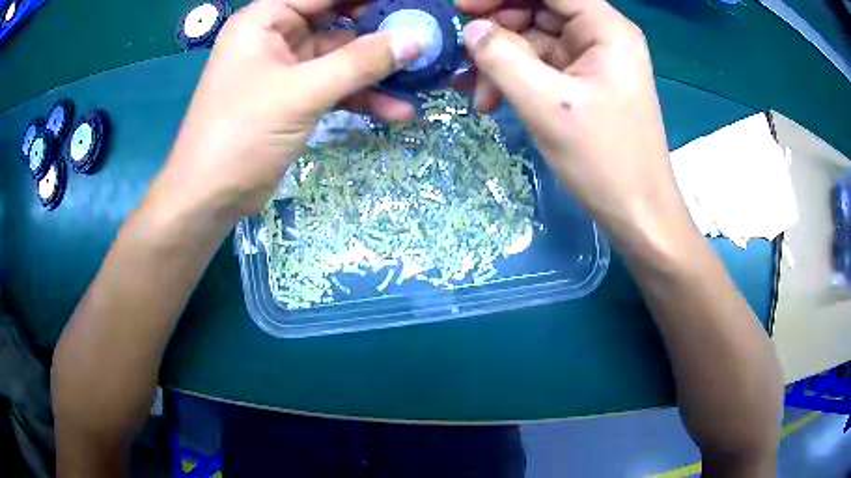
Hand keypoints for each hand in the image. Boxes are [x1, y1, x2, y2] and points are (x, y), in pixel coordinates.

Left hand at [150, 0, 422, 220]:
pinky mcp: (295, 98)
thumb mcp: (302, 92)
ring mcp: (287, 68)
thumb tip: (415, 40)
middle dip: (380, 30)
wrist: (210, 197)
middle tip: (424, 34)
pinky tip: (397, 110)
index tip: (409, 2)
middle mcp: (277, 36)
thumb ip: (360, 63)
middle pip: (338, 20)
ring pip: (342, 57)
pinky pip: (336, 87)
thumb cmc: (241, 134)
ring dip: (378, 69)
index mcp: (267, 19)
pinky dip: (362, 97)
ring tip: (422, 75)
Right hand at [457, 0, 693, 253]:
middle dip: (498, 29)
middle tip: (465, 56)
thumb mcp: (548, 106)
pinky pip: (540, 65)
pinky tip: (489, 99)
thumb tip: (471, 31)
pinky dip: (513, 77)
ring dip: (500, 60)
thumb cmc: (605, 160)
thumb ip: (503, 59)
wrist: (637, 213)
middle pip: (538, 9)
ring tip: (477, 93)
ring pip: (534, 39)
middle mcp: (601, 36)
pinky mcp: (582, 84)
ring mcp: (591, 61)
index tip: (463, 8)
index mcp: (606, 29)